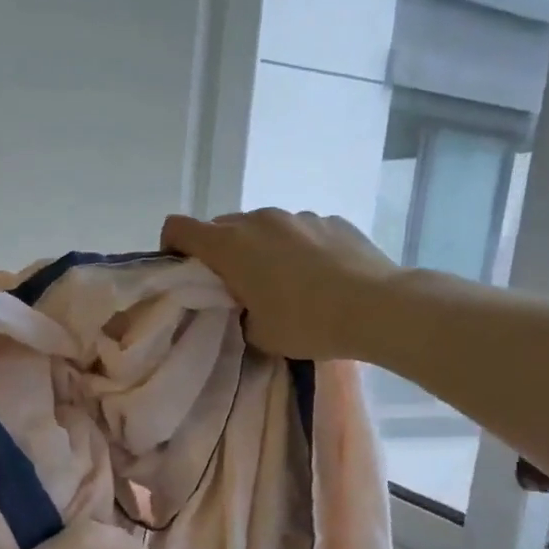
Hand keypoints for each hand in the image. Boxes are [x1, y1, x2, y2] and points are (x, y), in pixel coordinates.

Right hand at [161, 209, 399, 360]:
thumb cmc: (306, 322)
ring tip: (284, 284)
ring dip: (261, 249)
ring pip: (262, 227)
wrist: (376, 307)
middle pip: (221, 227)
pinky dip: (297, 248)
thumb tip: (245, 304)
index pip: (178, 228)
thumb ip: (238, 313)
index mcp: (229, 245)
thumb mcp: (258, 333)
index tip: (184, 271)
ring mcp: (297, 216)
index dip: (172, 247)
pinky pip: (299, 231)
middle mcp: (258, 219)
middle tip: (236, 287)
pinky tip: (319, 277)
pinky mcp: (330, 219)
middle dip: (220, 253)